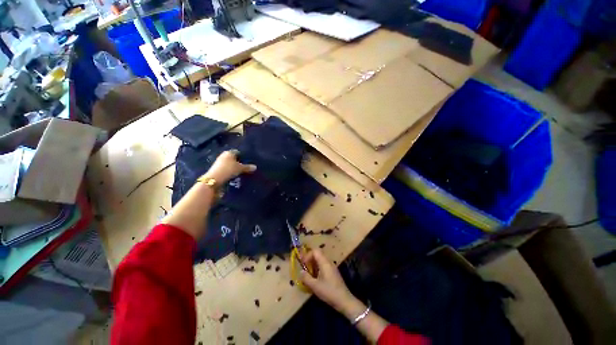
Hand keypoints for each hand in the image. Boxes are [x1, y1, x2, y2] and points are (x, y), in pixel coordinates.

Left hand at [204, 150, 256, 184]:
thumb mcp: (240, 169)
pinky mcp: (216, 169)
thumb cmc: (228, 170)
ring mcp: (219, 162)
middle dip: (238, 162)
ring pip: (229, 163)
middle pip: (233, 158)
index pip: (238, 152)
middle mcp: (223, 155)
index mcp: (229, 152)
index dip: (243, 156)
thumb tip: (255, 167)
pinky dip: (230, 171)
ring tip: (241, 172)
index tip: (247, 161)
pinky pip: (226, 169)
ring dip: (234, 167)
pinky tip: (234, 175)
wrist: (214, 179)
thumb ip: (247, 167)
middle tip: (245, 167)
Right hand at [300, 249, 356, 314]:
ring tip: (308, 273)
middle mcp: (328, 262)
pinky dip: (317, 268)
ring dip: (313, 264)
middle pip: (318, 254)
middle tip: (304, 267)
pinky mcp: (333, 272)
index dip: (307, 255)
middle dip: (310, 259)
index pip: (315, 251)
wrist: (344, 300)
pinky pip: (323, 265)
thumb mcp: (315, 286)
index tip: (303, 264)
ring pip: (321, 260)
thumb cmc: (329, 291)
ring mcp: (332, 267)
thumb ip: (306, 278)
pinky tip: (315, 278)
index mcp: (324, 262)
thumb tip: (300, 271)